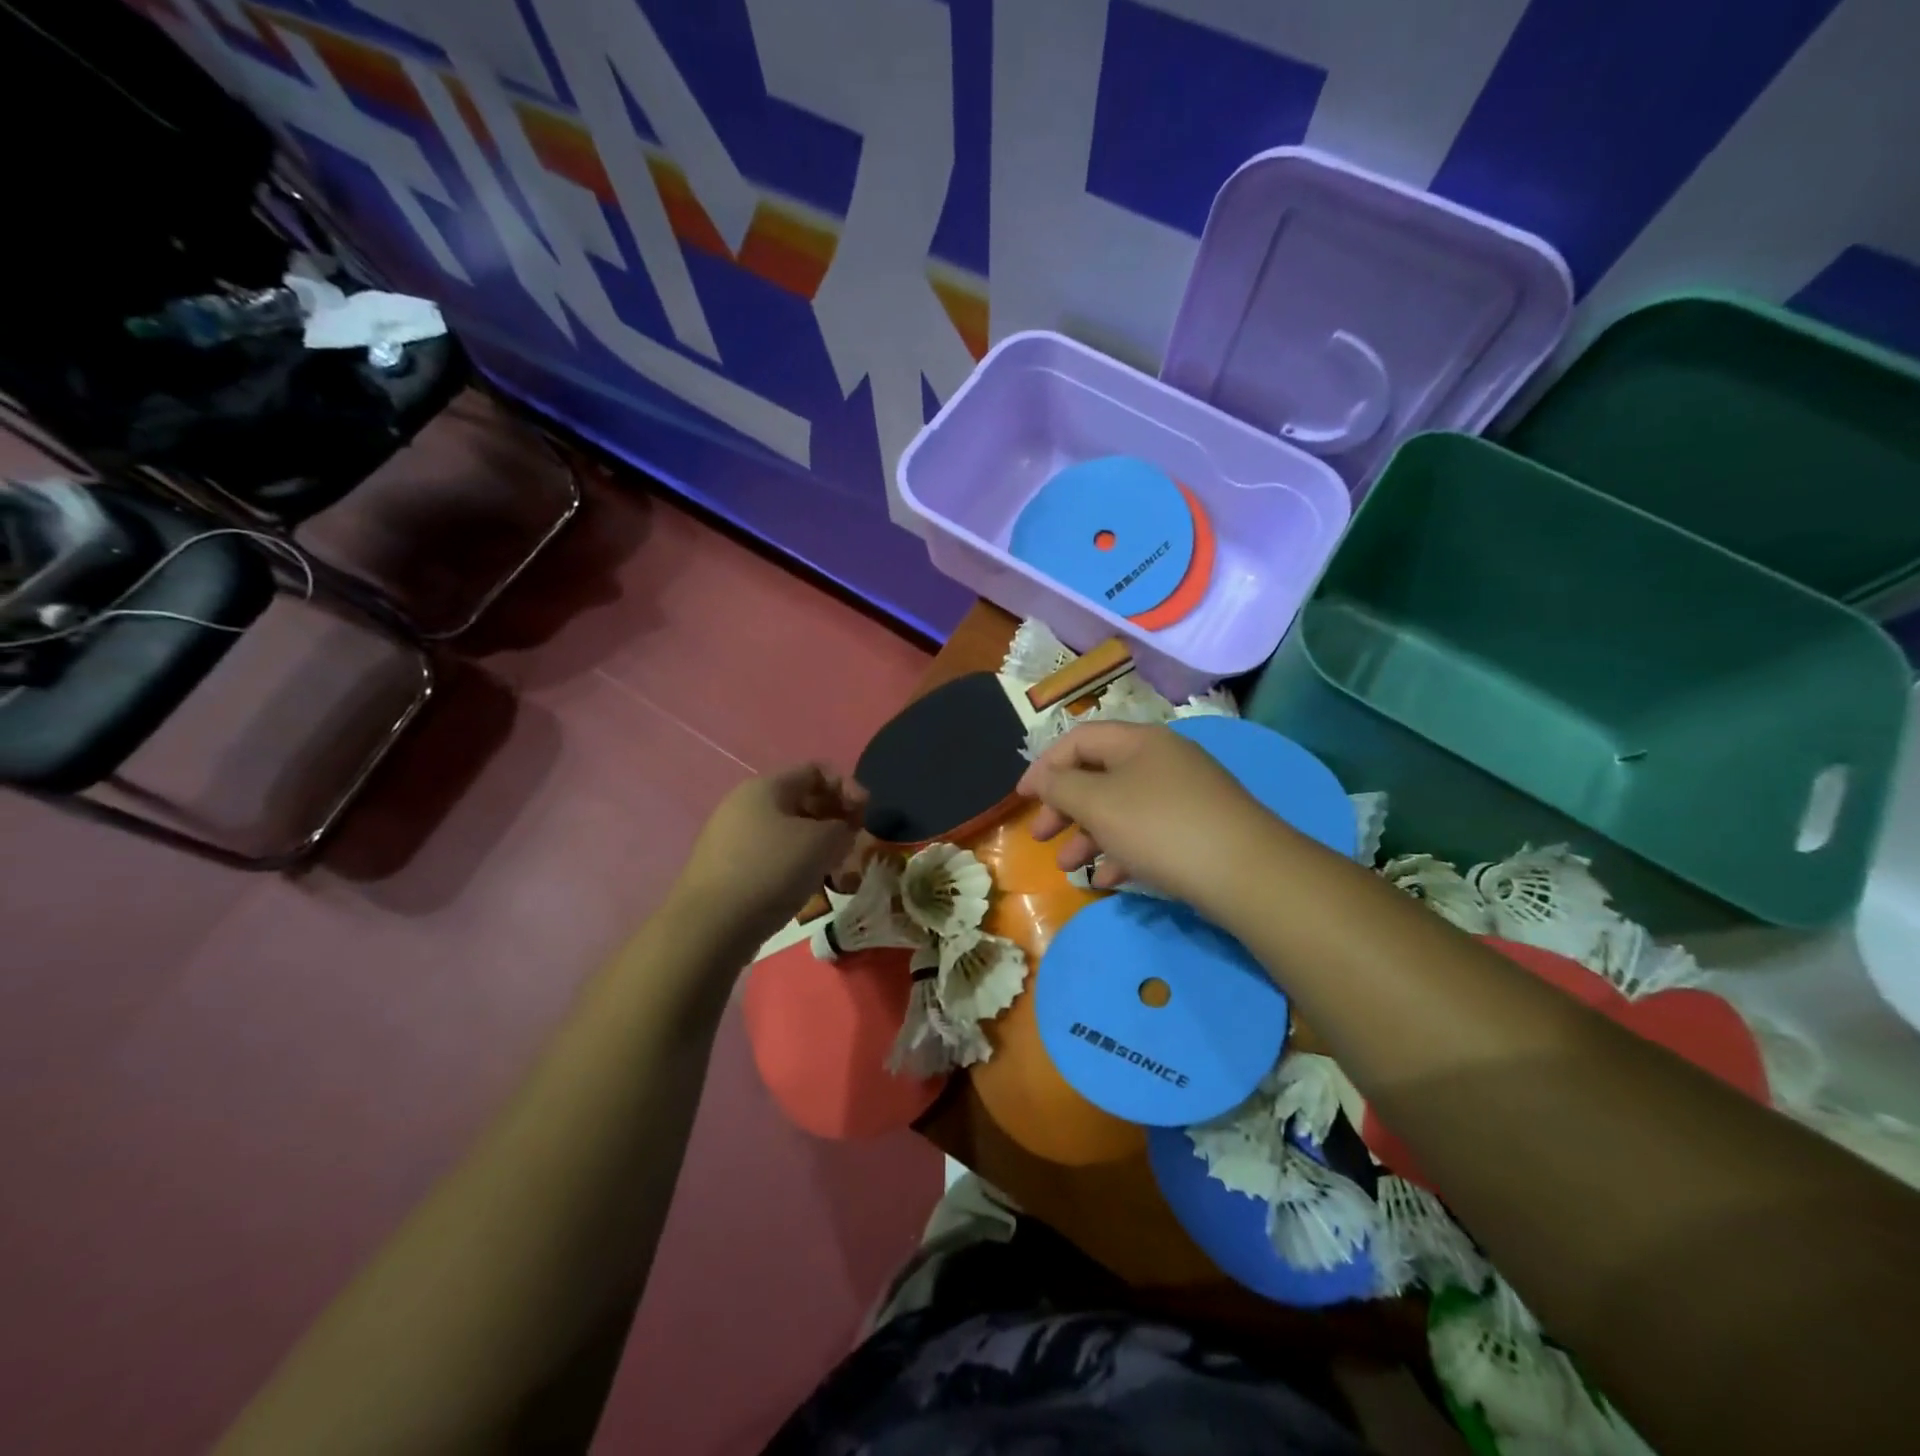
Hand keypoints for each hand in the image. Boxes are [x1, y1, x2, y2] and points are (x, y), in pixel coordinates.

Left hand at [673, 765, 865, 948]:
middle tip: (852, 844)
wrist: (710, 927)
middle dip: (834, 817)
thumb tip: (839, 831)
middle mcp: (744, 803)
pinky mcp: (725, 867)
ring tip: (833, 869)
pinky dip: (794, 863)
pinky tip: (805, 886)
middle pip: (802, 799)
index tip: (865, 816)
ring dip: (817, 844)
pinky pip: (770, 853)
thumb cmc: (772, 871)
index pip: (816, 770)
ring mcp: (731, 836)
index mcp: (766, 787)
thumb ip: (843, 827)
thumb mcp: (823, 842)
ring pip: (787, 830)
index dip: (848, 787)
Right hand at [1017, 721, 1271, 911]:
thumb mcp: (1098, 804)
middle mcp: (1162, 761)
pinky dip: (1121, 852)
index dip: (1044, 765)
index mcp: (1138, 742)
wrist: (1247, 873)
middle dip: (1064, 806)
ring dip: (1089, 835)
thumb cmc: (1160, 828)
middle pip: (1099, 775)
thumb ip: (1061, 787)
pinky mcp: (1198, 829)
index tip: (1021, 798)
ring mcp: (1183, 796)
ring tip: (1068, 867)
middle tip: (1042, 835)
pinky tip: (1106, 880)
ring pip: (1121, 808)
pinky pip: (1147, 833)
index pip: (1079, 739)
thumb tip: (1043, 778)